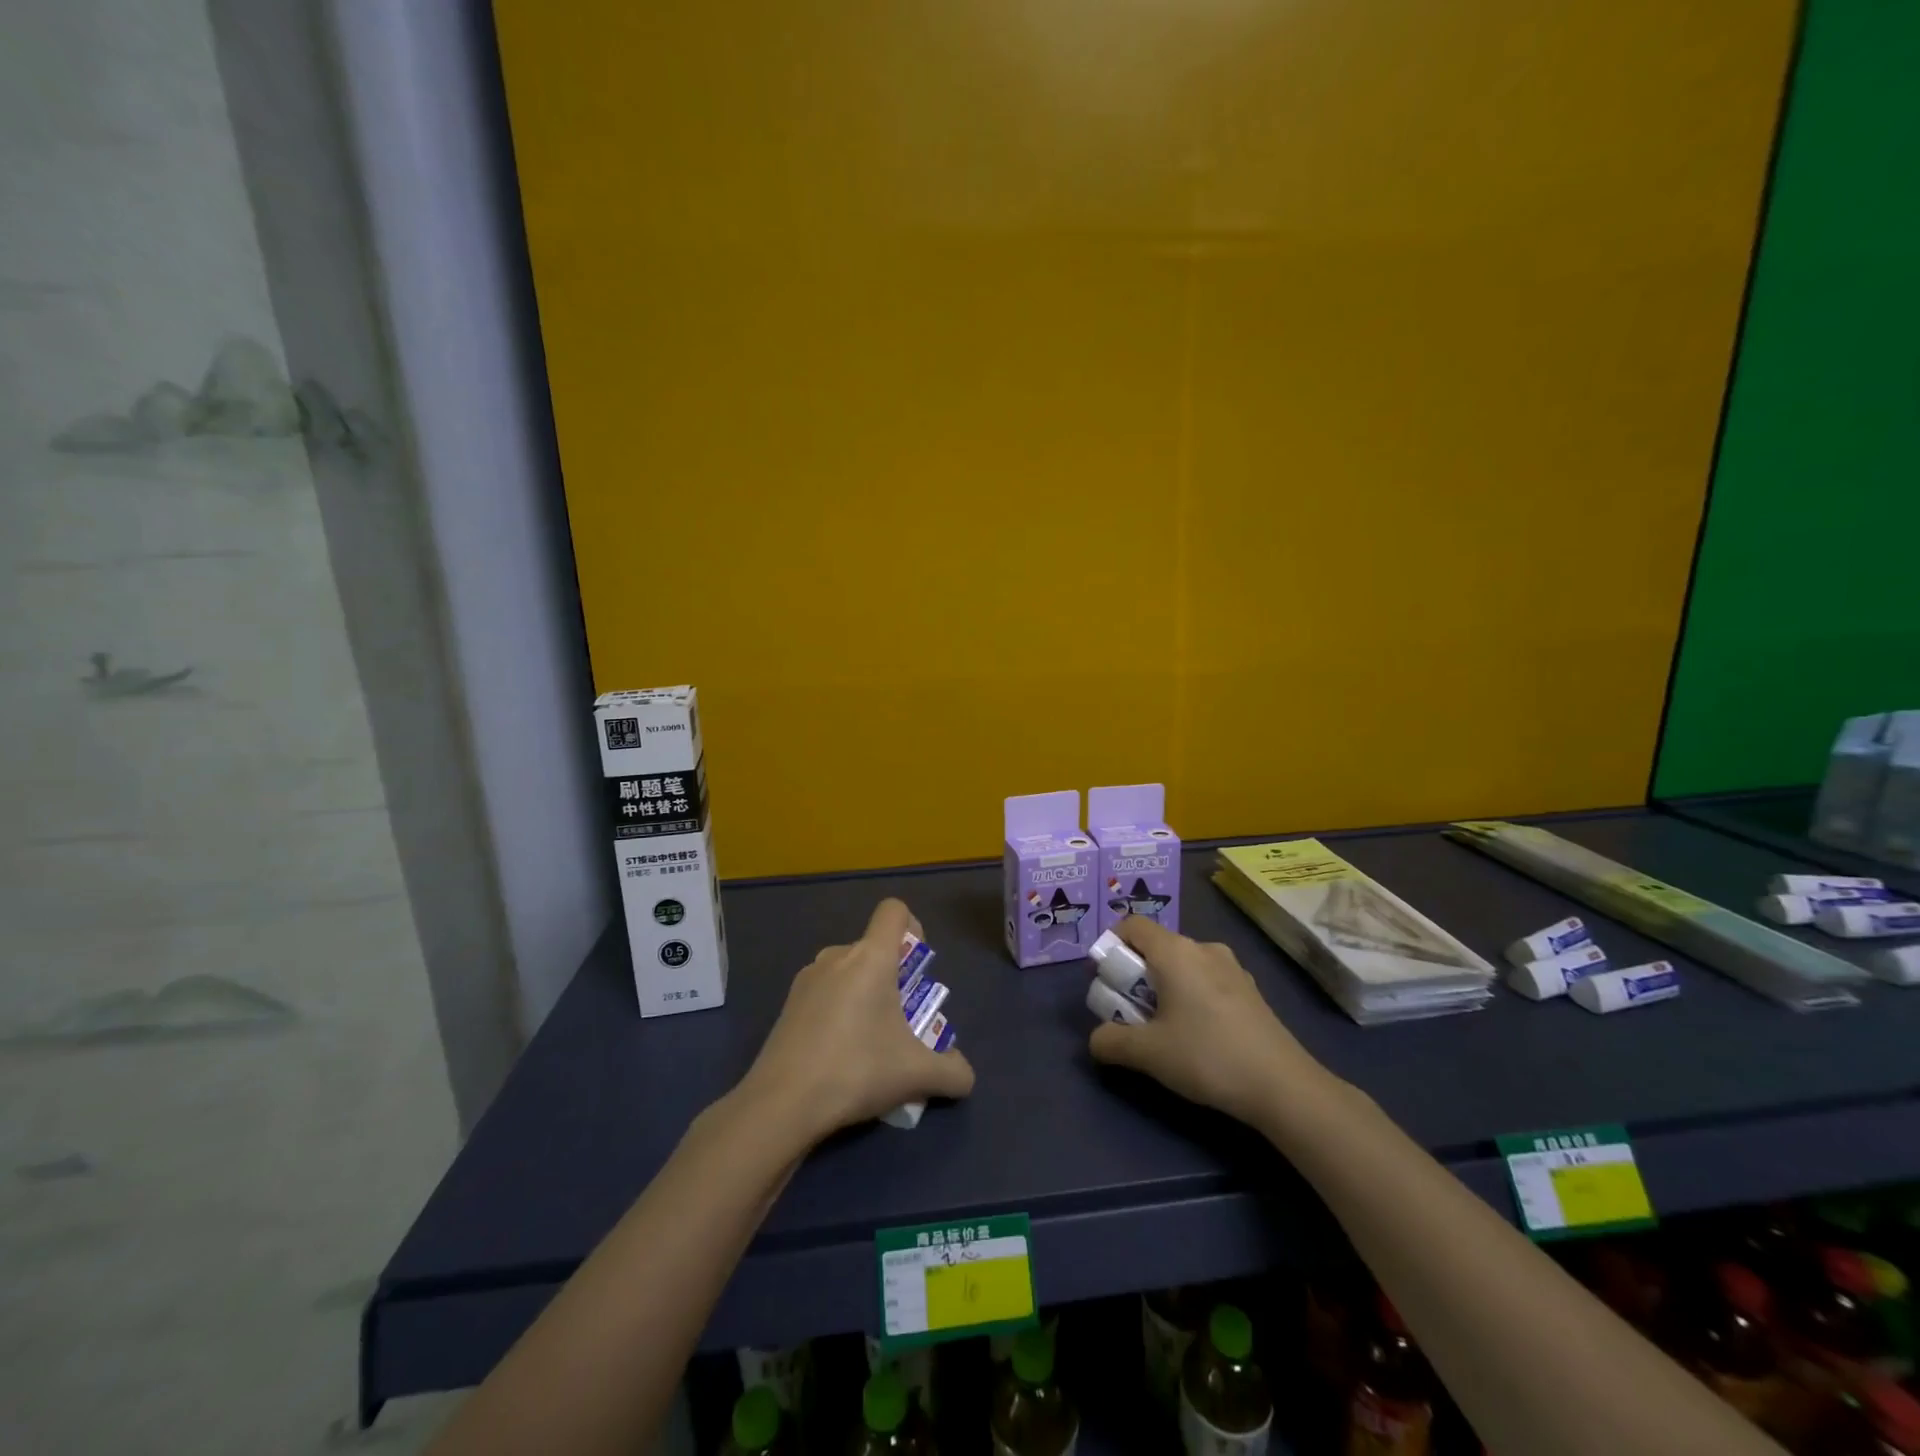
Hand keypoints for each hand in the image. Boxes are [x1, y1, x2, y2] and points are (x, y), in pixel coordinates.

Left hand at [738, 898, 975, 1143]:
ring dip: (865, 994)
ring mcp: (808, 978)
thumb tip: (964, 1077)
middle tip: (901, 1021)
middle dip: (893, 976)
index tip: (917, 971)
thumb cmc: (856, 1070)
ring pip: (848, 971)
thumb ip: (952, 1072)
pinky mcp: (789, 1003)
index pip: (894, 911)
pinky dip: (839, 1010)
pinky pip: (825, 992)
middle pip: (873, 947)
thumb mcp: (917, 1075)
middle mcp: (837, 955)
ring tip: (871, 1042)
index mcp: (871, 957)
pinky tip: (839, 1054)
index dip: (912, 928)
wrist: (781, 1103)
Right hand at [1089, 917, 1323, 1126]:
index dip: (1110, 945)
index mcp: (1175, 951)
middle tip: (1129, 1010)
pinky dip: (1191, 995)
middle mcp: (1203, 948)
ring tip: (1163, 1027)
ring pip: (1183, 964)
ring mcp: (1232, 967)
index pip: (1132, 925)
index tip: (1105, 980)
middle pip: (1157, 946)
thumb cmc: (1207, 1056)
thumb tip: (1096, 1040)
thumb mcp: (1148, 1053)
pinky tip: (1198, 1034)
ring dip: (1164, 986)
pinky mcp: (1250, 989)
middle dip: (1135, 973)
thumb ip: (1111, 1041)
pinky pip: (1207, 979)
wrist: (1283, 1086)